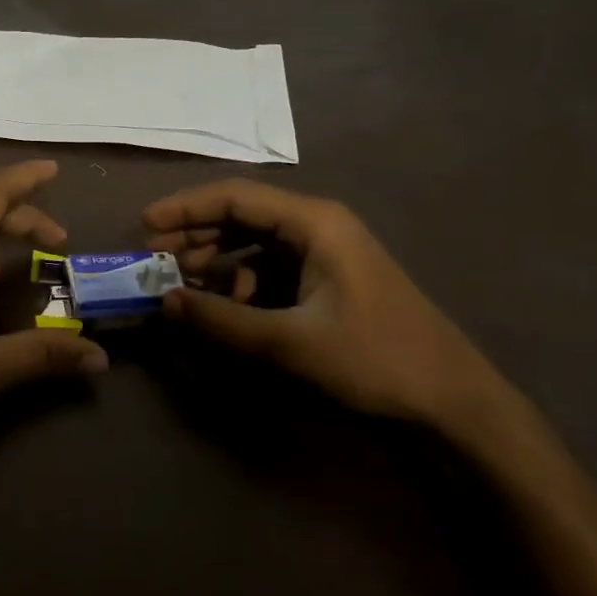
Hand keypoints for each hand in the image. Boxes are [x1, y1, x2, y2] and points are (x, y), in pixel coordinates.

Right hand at [145, 180, 518, 437]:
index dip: (185, 208)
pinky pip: (271, 267)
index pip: (235, 196)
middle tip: (154, 257)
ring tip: (182, 284)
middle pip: (242, 215)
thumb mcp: (290, 343)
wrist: (451, 399)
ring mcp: (325, 252)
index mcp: (314, 222)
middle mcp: (318, 226)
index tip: (145, 226)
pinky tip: (225, 306)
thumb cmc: (375, 359)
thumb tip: (164, 301)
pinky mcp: (327, 279)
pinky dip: (241, 281)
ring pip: (254, 242)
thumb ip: (222, 320)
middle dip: (195, 234)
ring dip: (216, 259)